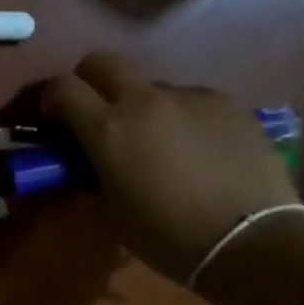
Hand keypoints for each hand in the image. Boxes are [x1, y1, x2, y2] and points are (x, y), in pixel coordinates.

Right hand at [44, 52, 302, 281]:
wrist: (251, 242)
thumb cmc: (167, 236)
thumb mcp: (111, 210)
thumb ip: (92, 172)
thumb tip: (88, 158)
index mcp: (108, 128)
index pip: (63, 87)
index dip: (51, 99)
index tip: (55, 120)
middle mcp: (145, 100)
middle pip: (102, 62)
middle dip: (90, 82)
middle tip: (98, 115)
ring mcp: (190, 97)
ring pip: (151, 85)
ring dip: (142, 106)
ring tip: (160, 143)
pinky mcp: (228, 104)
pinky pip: (190, 100)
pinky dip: (181, 117)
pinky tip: (197, 149)